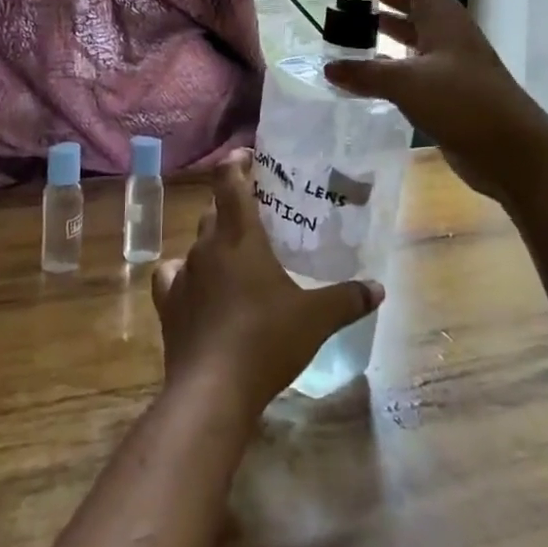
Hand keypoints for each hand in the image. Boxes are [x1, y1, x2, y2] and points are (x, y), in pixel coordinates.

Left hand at [152, 156, 383, 414]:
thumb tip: (378, 288)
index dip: (237, 163)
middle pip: (215, 211)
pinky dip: (185, 275)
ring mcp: (184, 274)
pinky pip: (174, 276)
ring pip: (197, 243)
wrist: (212, 390)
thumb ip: (347, 299)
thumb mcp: (315, 319)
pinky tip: (198, 288)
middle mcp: (207, 246)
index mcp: (240, 236)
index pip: (230, 181)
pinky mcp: (168, 304)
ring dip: (214, 243)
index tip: (248, 156)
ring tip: (235, 256)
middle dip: (233, 207)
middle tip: (258, 215)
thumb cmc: (266, 339)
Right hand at [322, 0, 547, 203]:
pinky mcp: (449, 89)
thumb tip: (329, 68)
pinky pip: (414, 61)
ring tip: (358, 19)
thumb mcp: (409, 83)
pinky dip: (391, 57)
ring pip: (414, 29)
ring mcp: (450, 60)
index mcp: (442, 16)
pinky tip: (372, 68)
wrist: (513, 150)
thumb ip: (366, 73)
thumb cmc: (464, 102)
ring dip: (388, 20)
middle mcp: (447, 31)